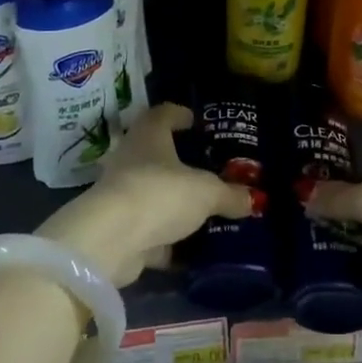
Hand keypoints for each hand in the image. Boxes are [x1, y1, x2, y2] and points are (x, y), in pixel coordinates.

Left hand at [37, 104, 252, 284]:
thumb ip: (229, 194)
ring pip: (153, 193)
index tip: (194, 121)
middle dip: (180, 162)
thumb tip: (251, 199)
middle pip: (156, 154)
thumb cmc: (161, 194)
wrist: (111, 241)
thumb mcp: (206, 192)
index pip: (163, 114)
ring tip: (205, 210)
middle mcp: (131, 159)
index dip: (179, 115)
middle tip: (208, 168)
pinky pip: (149, 230)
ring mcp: (122, 195)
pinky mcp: (119, 229)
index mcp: (149, 136)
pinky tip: (190, 248)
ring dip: (174, 202)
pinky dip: (167, 239)